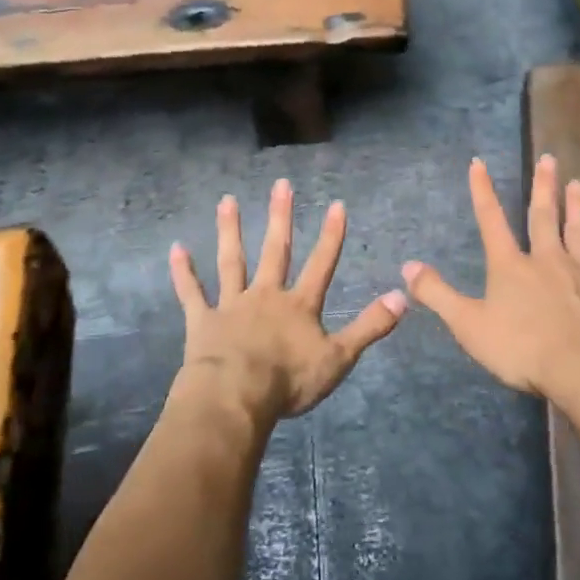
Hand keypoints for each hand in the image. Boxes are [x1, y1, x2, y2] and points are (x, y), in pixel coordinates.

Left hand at [169, 179, 406, 422]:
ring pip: (232, 261)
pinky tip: (176, 248)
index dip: (331, 236)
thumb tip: (403, 297)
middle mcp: (266, 295)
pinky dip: (184, 272)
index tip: (336, 204)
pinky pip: (192, 293)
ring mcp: (232, 305)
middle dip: (281, 217)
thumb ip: (370, 326)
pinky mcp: (203, 320)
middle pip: (276, 251)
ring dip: (231, 230)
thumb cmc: (289, 380)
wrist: (237, 396)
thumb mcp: (339, 358)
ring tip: (227, 200)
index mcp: (299, 306)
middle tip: (281, 183)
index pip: (322, 264)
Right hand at [402, 155, 579, 398]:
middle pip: (542, 217)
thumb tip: (407, 266)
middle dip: (542, 187)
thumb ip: (437, 294)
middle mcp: (545, 260)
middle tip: (548, 159)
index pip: (491, 220)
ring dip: (577, 206)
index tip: (478, 163)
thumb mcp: (467, 323)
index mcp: (510, 265)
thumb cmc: (520, 347)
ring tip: (577, 182)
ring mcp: (579, 275)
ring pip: (578, 232)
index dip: (482, 191)